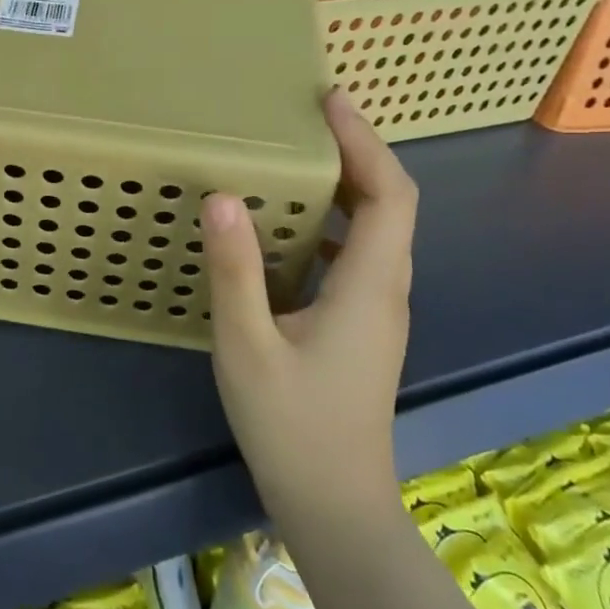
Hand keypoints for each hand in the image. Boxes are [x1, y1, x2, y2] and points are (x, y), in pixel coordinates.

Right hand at [204, 88, 417, 520]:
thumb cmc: (291, 425)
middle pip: (388, 205)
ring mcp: (376, 312)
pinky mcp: (359, 329)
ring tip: (294, 161)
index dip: (365, 142)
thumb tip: (222, 197)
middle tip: (305, 121)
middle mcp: (384, 290)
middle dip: (356, 154)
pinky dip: (328, 226)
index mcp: (368, 286)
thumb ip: (234, 271)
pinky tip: (284, 232)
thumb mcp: (248, 345)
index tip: (330, 102)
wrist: (334, 505)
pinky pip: (353, 257)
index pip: (388, 194)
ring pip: (373, 232)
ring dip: (344, 188)